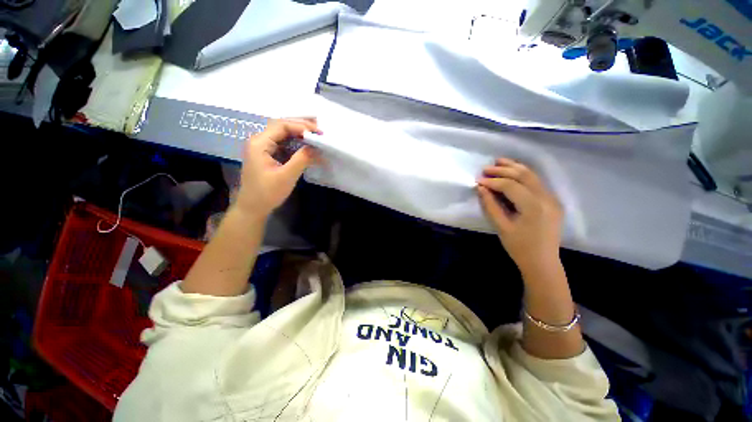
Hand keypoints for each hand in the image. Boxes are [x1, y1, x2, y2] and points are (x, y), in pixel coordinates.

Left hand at [236, 119, 320, 218]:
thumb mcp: (287, 176)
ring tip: (315, 132)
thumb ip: (302, 159)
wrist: (253, 207)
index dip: (302, 126)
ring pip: (282, 133)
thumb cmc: (267, 193)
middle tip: (319, 129)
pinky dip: (295, 141)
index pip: (282, 126)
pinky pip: (282, 143)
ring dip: (299, 132)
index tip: (319, 133)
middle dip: (301, 126)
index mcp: (260, 143)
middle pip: (281, 126)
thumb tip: (317, 148)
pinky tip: (306, 143)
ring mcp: (262, 147)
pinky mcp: (267, 154)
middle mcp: (259, 141)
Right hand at [477, 158, 562, 273]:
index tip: (478, 180)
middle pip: (524, 176)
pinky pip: (537, 182)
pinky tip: (512, 172)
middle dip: (503, 169)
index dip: (493, 181)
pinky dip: (523, 175)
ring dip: (514, 167)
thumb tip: (481, 188)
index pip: (511, 186)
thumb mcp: (501, 227)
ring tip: (498, 162)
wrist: (543, 262)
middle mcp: (546, 198)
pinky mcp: (552, 201)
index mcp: (534, 207)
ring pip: (533, 176)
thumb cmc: (520, 247)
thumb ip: (491, 205)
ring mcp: (552, 199)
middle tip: (486, 168)